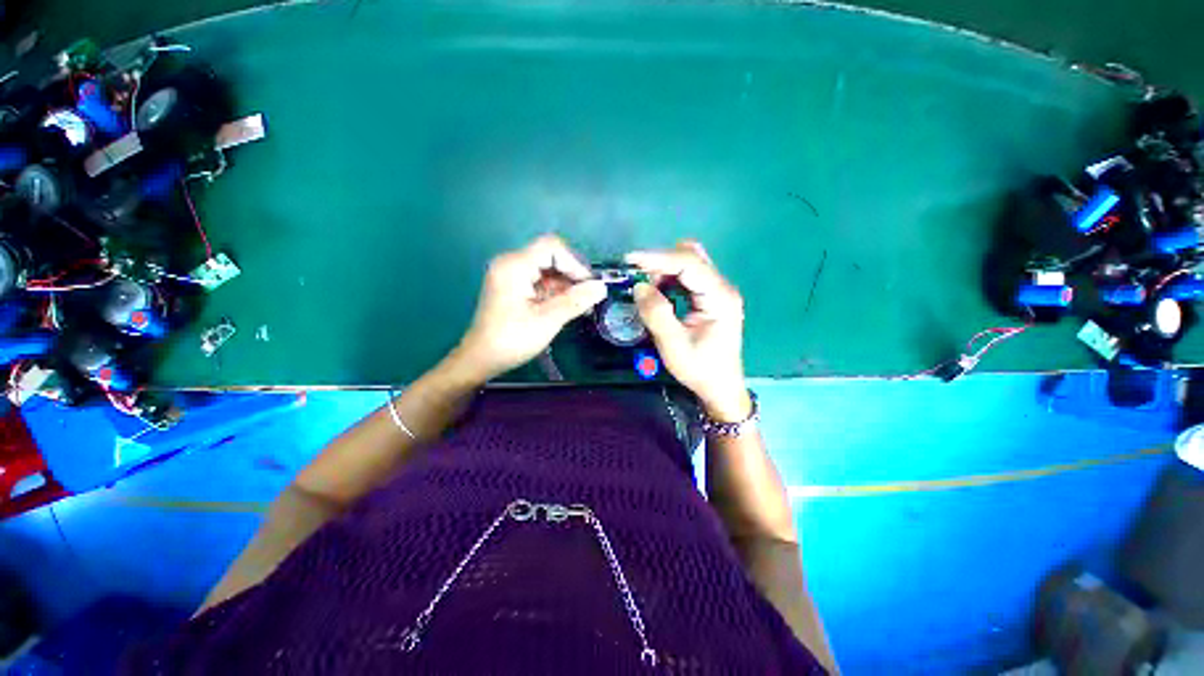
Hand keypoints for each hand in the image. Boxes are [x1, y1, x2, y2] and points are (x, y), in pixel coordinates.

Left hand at [452, 235, 606, 382]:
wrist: (482, 358)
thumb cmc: (512, 339)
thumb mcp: (548, 320)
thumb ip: (576, 301)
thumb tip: (602, 287)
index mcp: (515, 265)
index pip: (552, 247)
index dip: (574, 263)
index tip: (588, 285)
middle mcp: (511, 263)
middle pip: (550, 256)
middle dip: (571, 275)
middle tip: (588, 297)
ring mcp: (510, 274)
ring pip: (547, 269)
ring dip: (565, 284)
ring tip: (581, 305)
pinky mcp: (513, 285)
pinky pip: (539, 279)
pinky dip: (555, 291)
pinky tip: (566, 306)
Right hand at [627, 240, 750, 421]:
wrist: (720, 387)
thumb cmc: (700, 369)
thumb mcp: (673, 345)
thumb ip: (656, 314)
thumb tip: (639, 286)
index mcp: (719, 297)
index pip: (690, 263)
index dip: (659, 258)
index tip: (631, 260)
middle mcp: (722, 288)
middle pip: (691, 258)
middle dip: (661, 262)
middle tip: (636, 276)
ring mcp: (717, 291)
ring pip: (689, 265)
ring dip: (664, 271)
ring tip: (645, 289)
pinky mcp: (710, 298)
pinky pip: (688, 278)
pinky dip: (669, 280)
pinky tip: (659, 294)